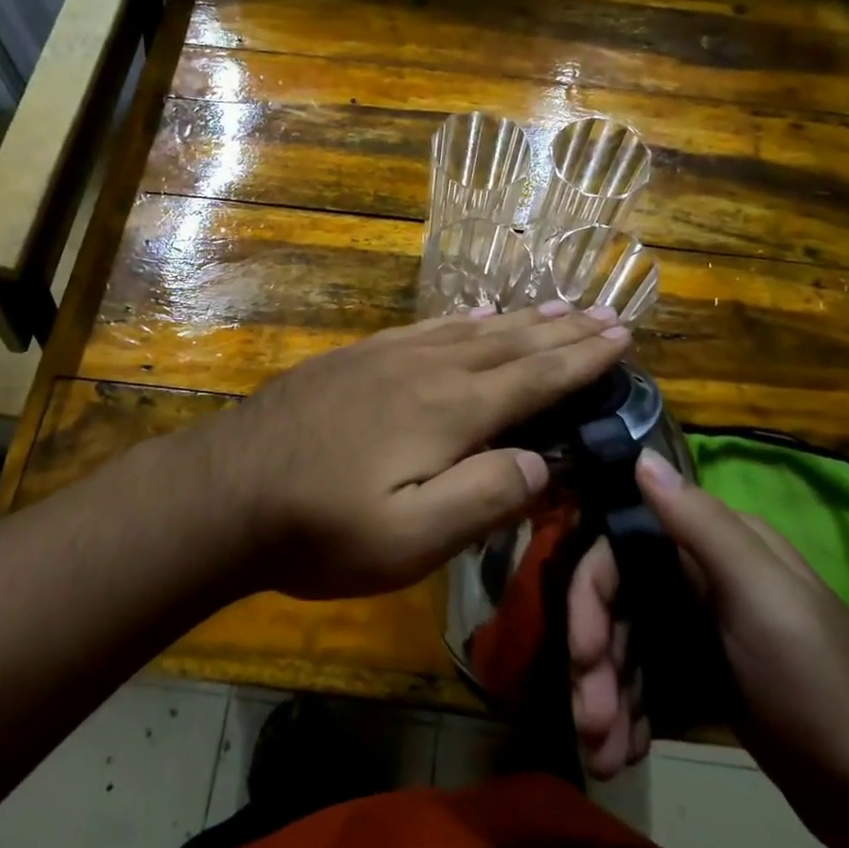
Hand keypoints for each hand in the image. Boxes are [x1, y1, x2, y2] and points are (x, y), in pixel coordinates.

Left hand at [200, 303, 630, 599]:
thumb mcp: (410, 540)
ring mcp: (387, 356)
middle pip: (510, 343)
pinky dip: (462, 319)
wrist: (226, 490)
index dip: (582, 359)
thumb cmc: (321, 528)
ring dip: (520, 320)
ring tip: (556, 307)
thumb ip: (483, 498)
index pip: (534, 378)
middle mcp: (427, 369)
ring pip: (471, 330)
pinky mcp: (356, 357)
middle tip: (605, 314)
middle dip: (562, 331)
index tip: (622, 337)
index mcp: (450, 410)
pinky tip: (473, 315)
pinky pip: (427, 327)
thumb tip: (542, 462)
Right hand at [569, 449, 848, 847]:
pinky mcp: (708, 679)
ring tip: (603, 753)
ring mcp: (702, 631)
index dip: (591, 598)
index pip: (621, 551)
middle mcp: (700, 577)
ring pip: (628, 648)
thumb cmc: (825, 683)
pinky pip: (647, 683)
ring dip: (607, 696)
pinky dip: (629, 714)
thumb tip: (640, 455)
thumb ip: (700, 524)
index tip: (584, 654)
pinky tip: (623, 751)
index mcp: (713, 546)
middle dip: (596, 661)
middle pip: (618, 605)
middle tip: (589, 722)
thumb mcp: (762, 596)